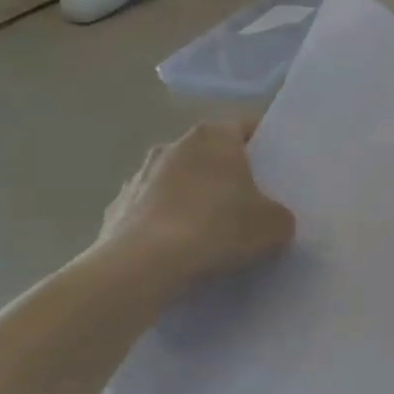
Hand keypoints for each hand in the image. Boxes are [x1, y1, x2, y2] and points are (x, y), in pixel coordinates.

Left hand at [96, 119, 295, 292]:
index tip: (277, 169)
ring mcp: (138, 176)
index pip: (246, 127)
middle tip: (250, 203)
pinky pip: (151, 211)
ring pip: (178, 181)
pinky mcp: (115, 209)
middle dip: (227, 174)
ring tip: (212, 233)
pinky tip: (179, 252)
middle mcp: (172, 145)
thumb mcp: (274, 225)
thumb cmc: (217, 228)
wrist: (143, 266)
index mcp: (213, 137)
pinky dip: (165, 224)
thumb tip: (270, 218)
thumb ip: (278, 214)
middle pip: (210, 154)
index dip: (265, 146)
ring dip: (193, 198)